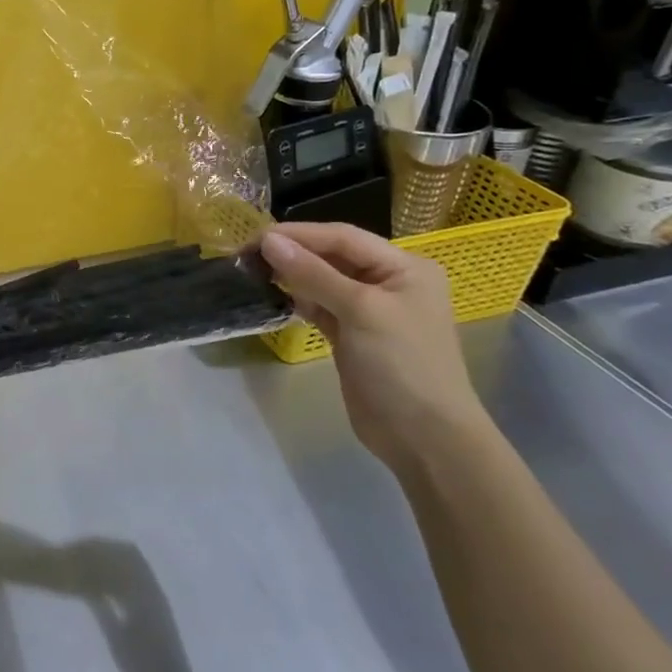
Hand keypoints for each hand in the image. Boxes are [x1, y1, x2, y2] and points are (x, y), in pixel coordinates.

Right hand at [259, 223, 493, 474]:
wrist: (423, 438)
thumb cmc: (401, 364)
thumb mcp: (360, 311)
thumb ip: (313, 273)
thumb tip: (268, 241)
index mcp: (404, 267)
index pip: (343, 238)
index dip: (299, 234)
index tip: (256, 237)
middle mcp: (389, 282)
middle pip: (333, 256)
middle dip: (293, 253)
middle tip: (247, 254)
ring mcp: (370, 311)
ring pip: (323, 281)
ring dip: (292, 275)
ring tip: (254, 271)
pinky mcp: (352, 335)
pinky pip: (321, 306)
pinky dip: (299, 299)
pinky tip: (276, 295)